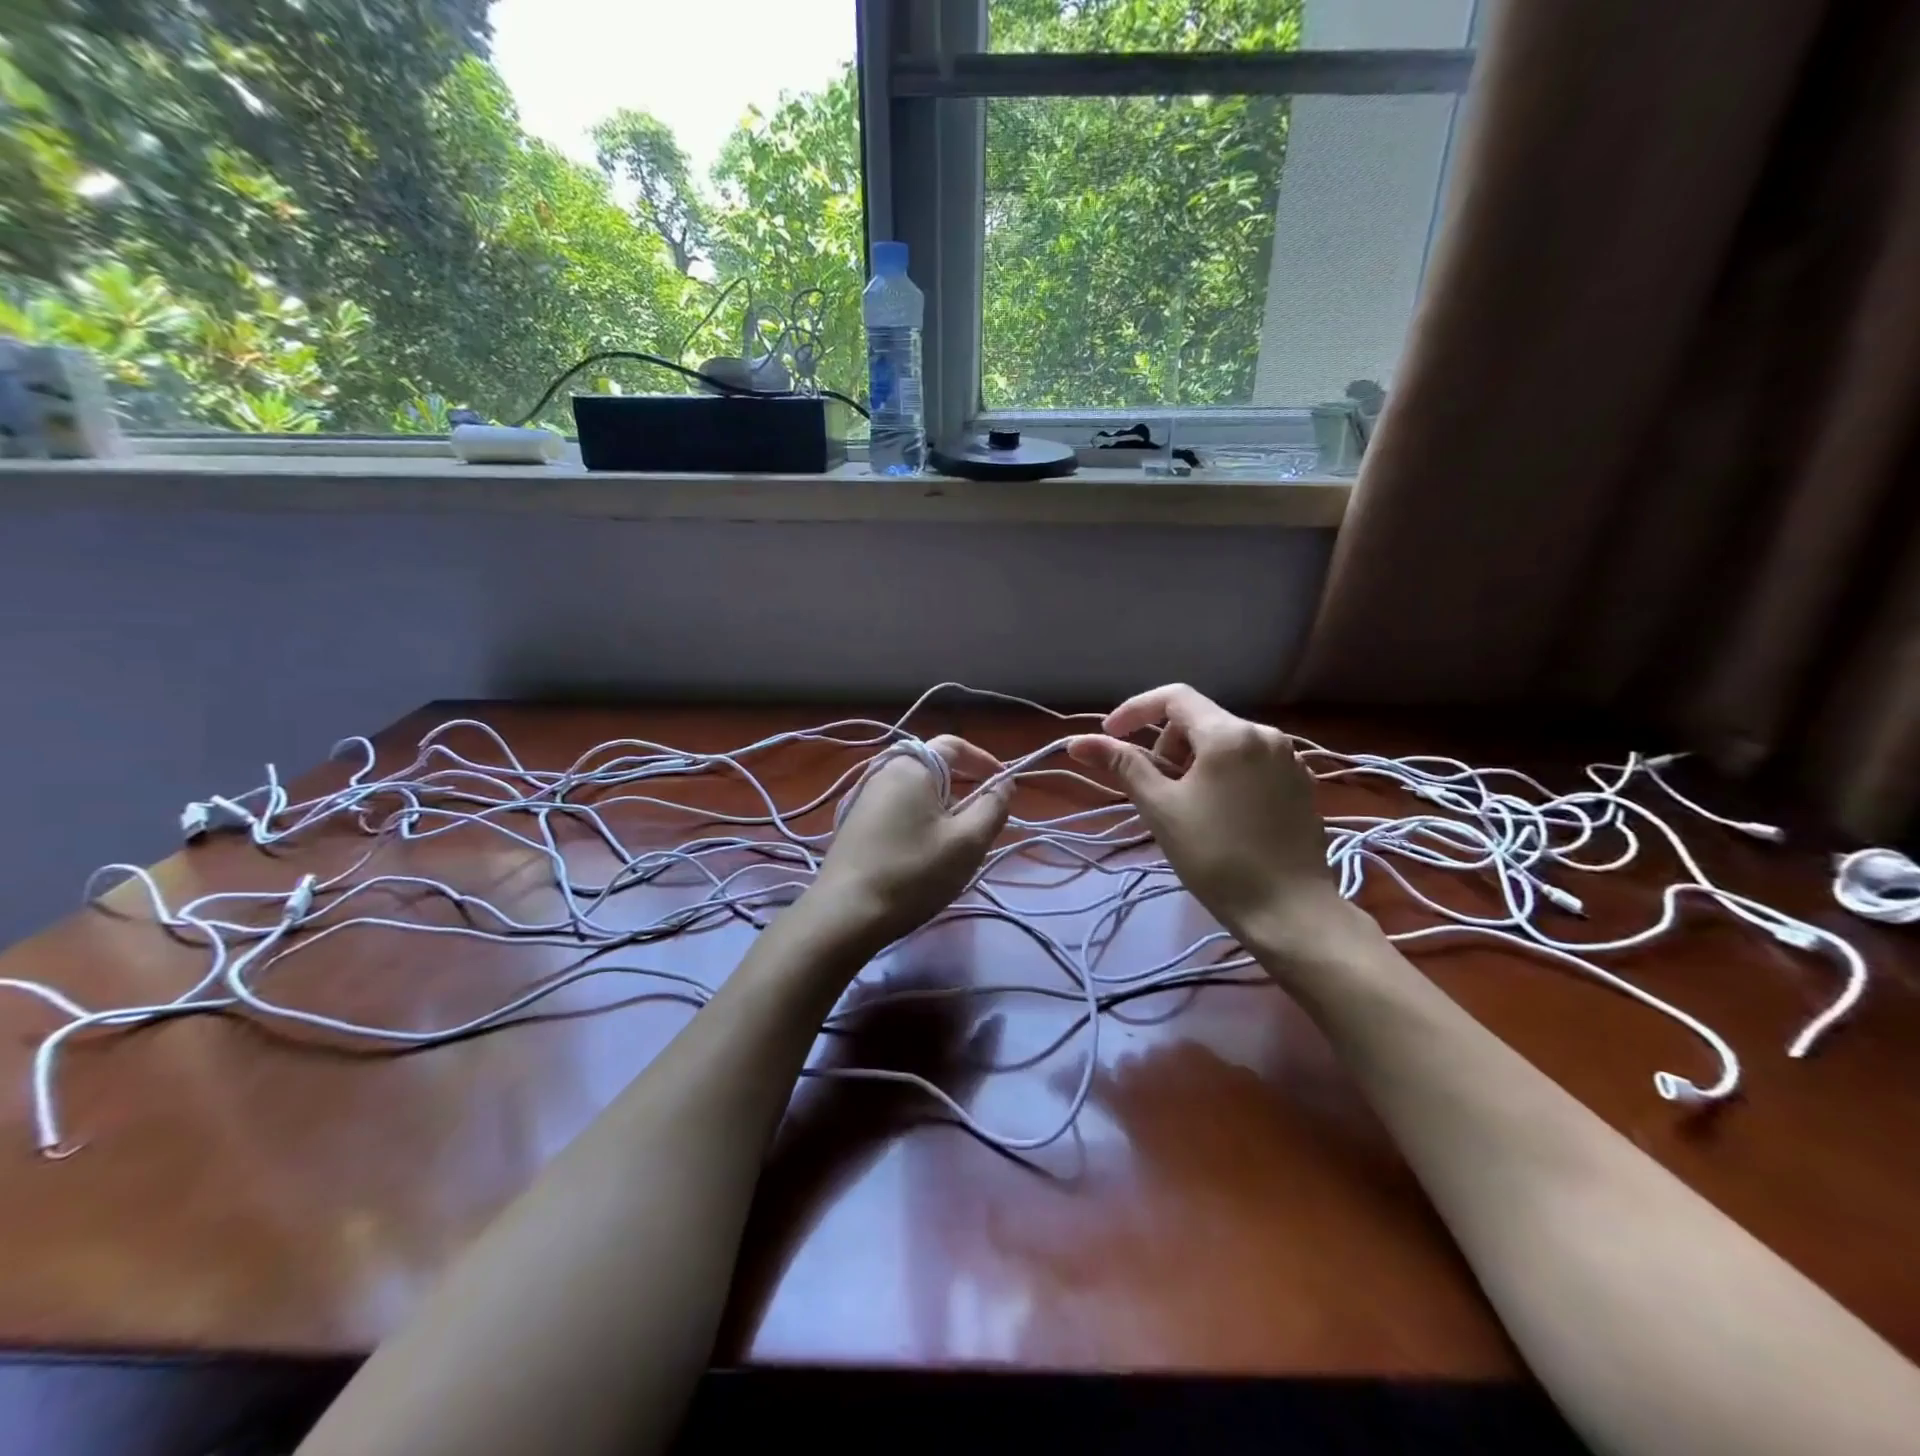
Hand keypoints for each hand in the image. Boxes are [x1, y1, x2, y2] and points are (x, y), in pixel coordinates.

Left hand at [808, 735, 1011, 950]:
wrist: (846, 915)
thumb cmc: (914, 872)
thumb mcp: (968, 842)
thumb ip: (993, 806)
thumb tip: (1004, 783)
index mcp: (910, 766)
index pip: (953, 744)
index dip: (983, 760)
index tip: (1003, 784)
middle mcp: (882, 772)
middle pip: (933, 768)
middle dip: (963, 788)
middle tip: (981, 820)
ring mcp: (863, 798)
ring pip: (915, 792)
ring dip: (941, 808)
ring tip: (955, 842)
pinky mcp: (854, 825)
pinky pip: (897, 809)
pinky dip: (919, 820)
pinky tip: (923, 854)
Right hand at [1067, 685, 1344, 950]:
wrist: (1288, 911)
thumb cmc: (1215, 856)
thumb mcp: (1160, 807)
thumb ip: (1122, 765)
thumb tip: (1078, 742)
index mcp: (1229, 733)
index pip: (1174, 697)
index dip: (1135, 711)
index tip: (1110, 737)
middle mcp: (1264, 734)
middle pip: (1200, 720)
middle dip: (1167, 744)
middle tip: (1154, 788)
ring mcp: (1288, 759)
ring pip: (1226, 742)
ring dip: (1194, 761)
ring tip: (1186, 806)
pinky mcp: (1300, 785)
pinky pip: (1251, 763)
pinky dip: (1223, 774)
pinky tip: (1220, 815)